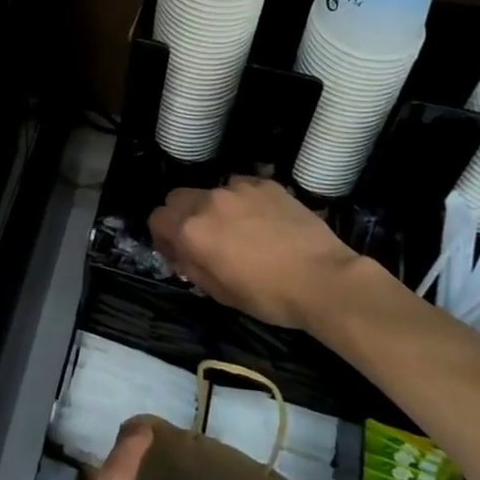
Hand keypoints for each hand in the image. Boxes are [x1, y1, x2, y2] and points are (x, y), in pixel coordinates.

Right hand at [149, 175, 358, 330]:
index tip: (177, 251)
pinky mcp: (265, 183)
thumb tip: (180, 253)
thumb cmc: (268, 296)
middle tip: (204, 238)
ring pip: (211, 191)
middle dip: (182, 215)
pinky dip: (244, 202)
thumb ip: (191, 267)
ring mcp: (238, 188)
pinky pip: (242, 187)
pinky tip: (264, 221)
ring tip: (239, 229)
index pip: (156, 218)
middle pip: (177, 197)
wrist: (323, 279)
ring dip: (215, 208)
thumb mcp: (220, 293)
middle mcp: (208, 201)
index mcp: (192, 230)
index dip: (162, 236)